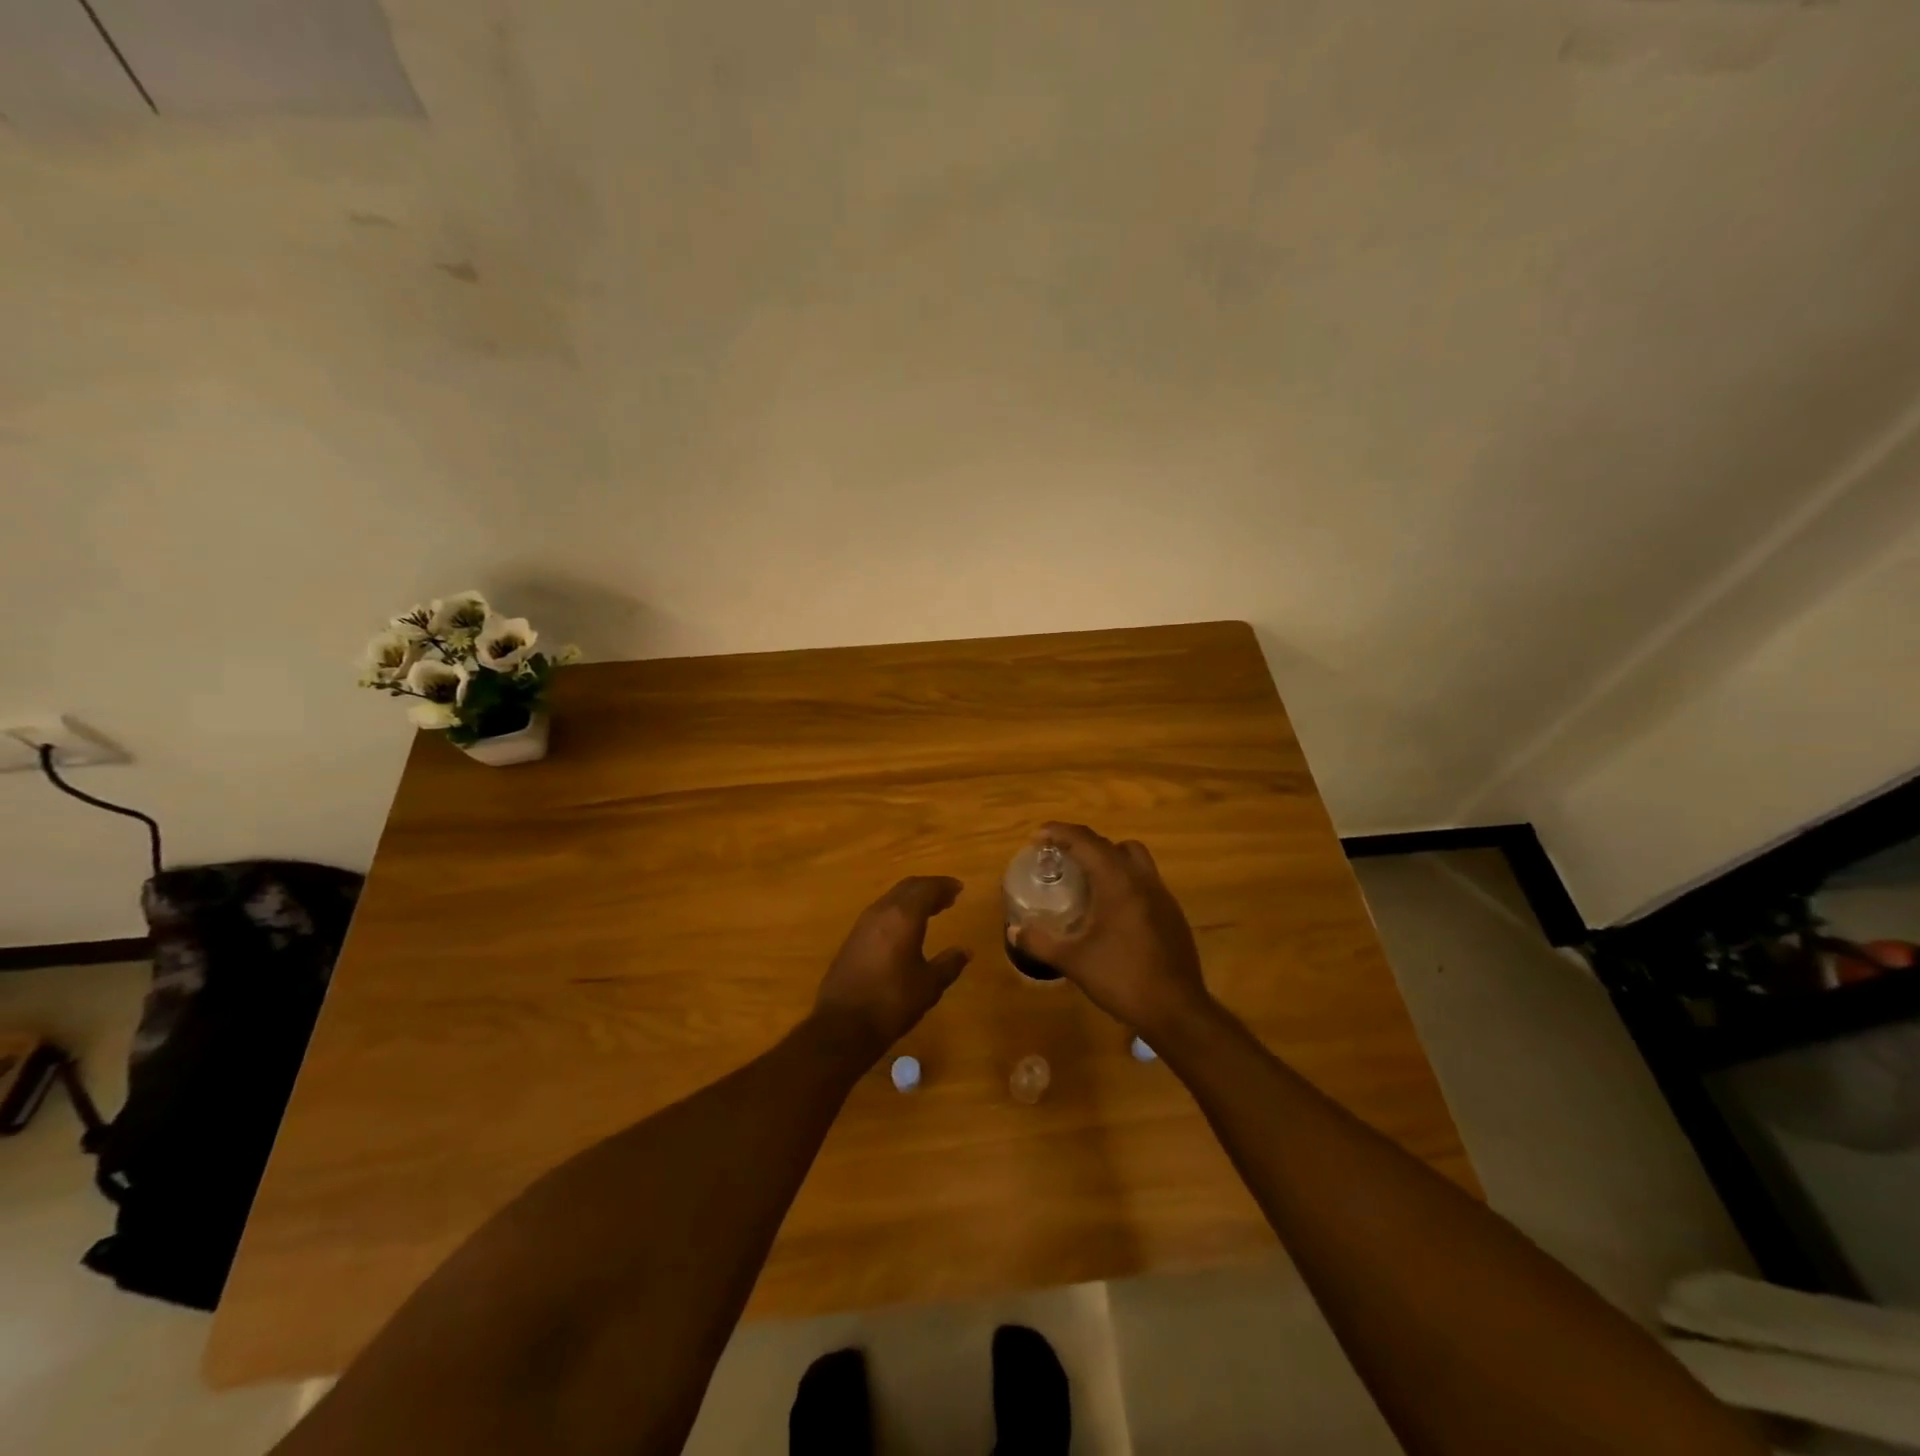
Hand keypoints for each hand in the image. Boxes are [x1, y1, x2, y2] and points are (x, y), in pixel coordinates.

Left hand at [812, 876, 971, 1059]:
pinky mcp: (852, 939)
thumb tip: (965, 951)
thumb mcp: (929, 985)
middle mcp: (881, 912)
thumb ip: (949, 964)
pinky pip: (880, 913)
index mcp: (903, 916)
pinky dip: (898, 912)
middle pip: (907, 888)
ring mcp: (863, 924)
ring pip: (891, 899)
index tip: (959, 888)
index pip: (927, 888)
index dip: (944, 885)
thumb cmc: (892, 1002)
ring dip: (912, 900)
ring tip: (930, 911)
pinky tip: (905, 930)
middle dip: (929, 888)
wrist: (843, 1025)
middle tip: (947, 898)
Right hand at [1017, 823, 1211, 1037]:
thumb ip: (1040, 941)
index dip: (1059, 832)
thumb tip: (1013, 930)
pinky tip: (1110, 908)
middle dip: (1082, 843)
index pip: (1086, 841)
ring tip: (1085, 878)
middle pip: (1110, 844)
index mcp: (1118, 882)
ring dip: (1108, 858)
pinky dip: (1124, 879)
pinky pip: (1144, 880)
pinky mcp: (1172, 913)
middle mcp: (1142, 879)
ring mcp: (1162, 895)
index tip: (1036, 836)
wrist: (1176, 1010)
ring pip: (1134, 858)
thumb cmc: (1122, 978)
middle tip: (1058, 857)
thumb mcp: (1073, 961)